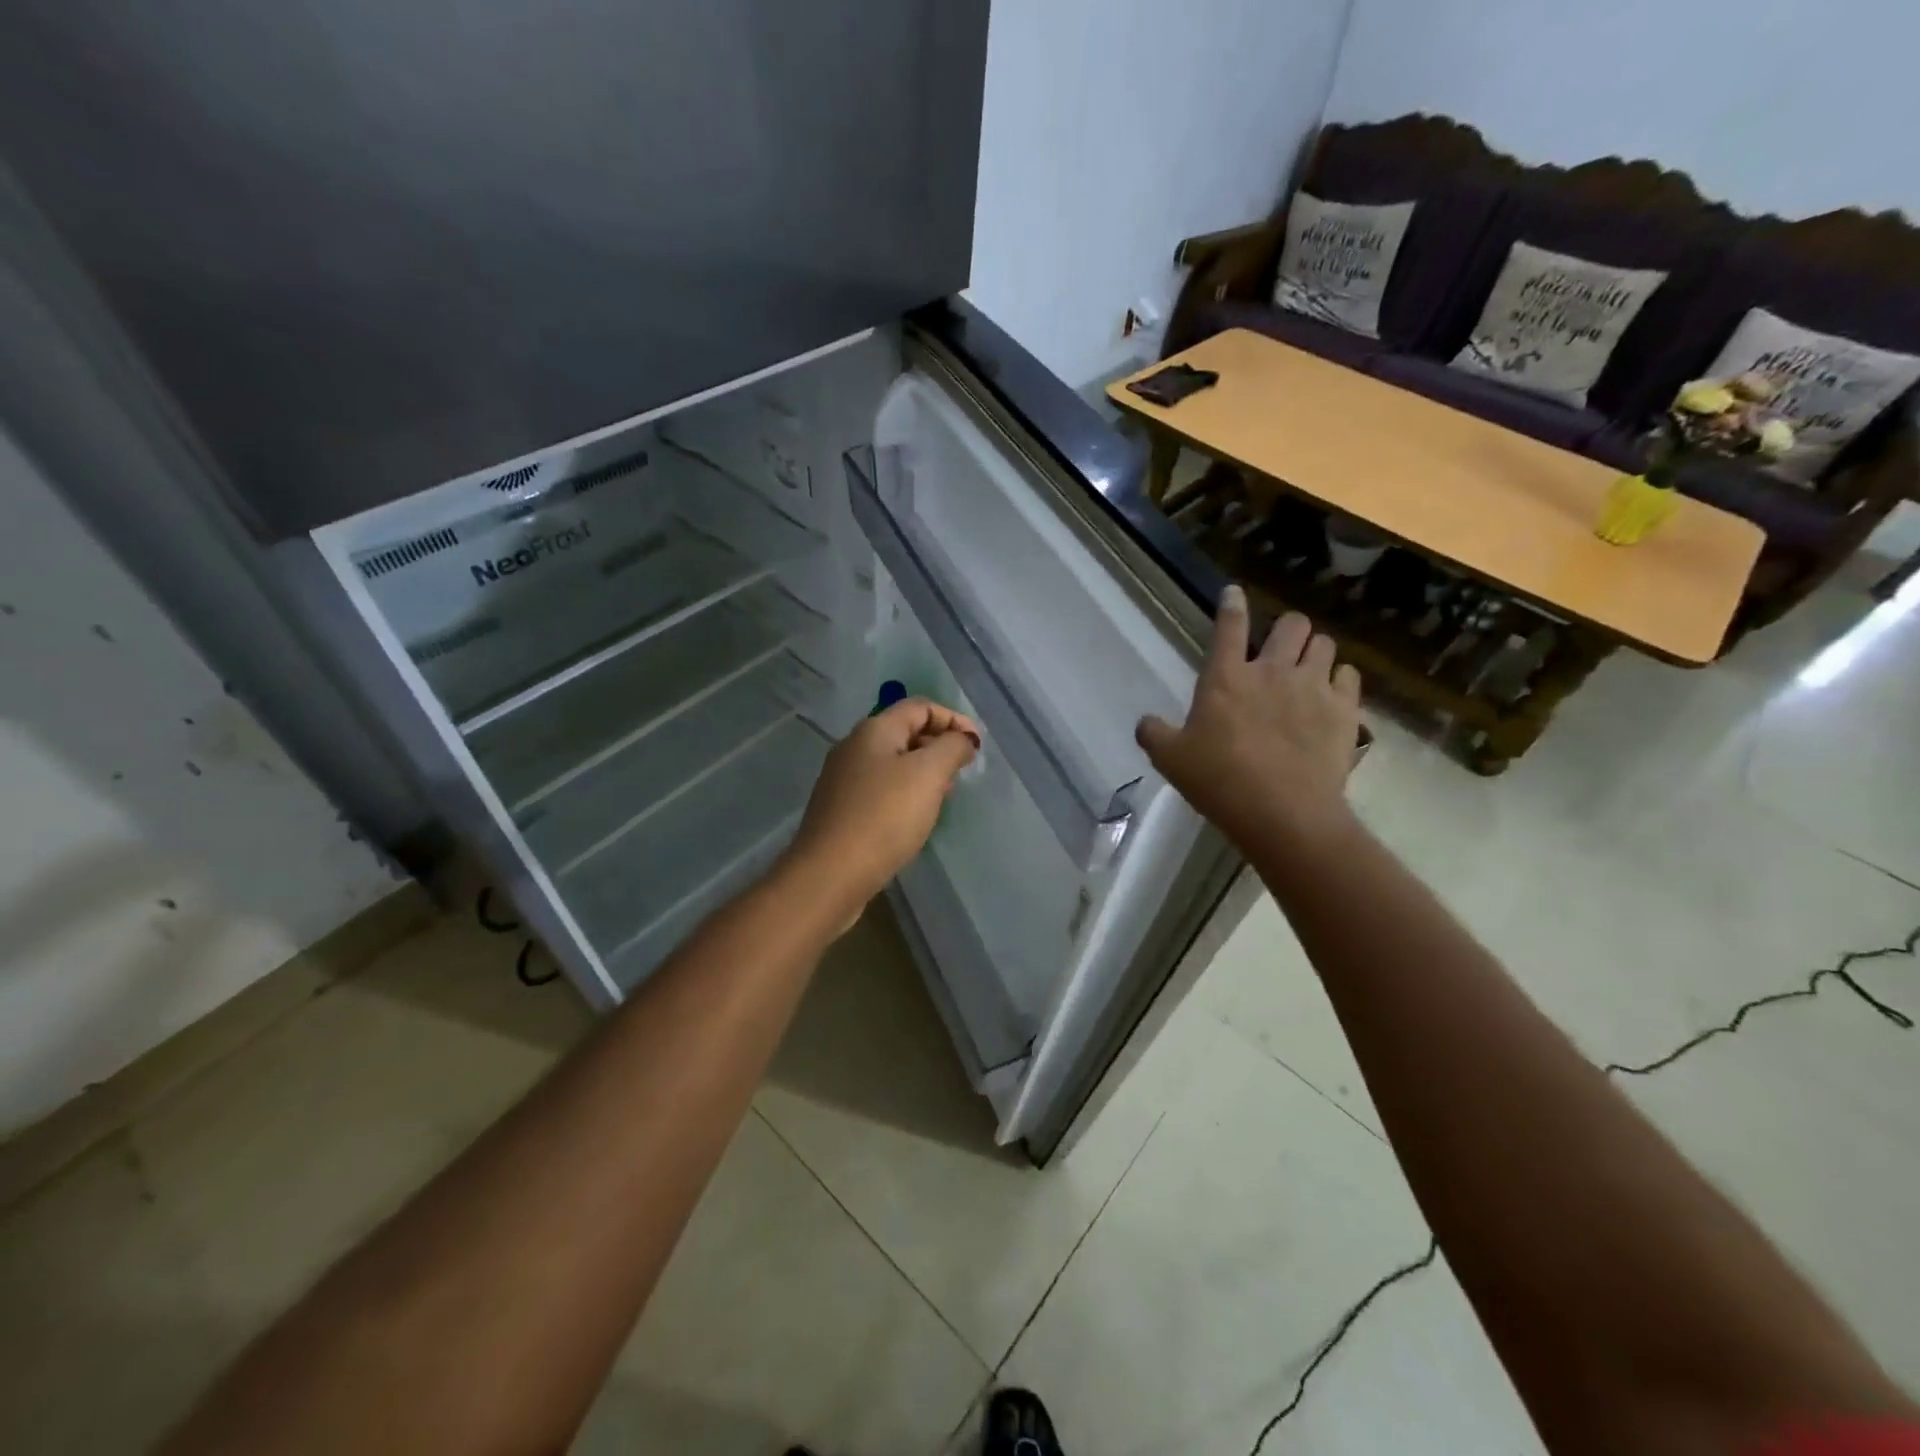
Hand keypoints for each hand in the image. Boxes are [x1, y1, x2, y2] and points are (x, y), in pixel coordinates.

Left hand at [782, 698, 980, 922]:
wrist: (830, 874)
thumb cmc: (884, 816)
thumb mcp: (928, 774)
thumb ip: (952, 747)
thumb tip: (962, 740)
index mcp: (874, 730)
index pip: (920, 707)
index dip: (953, 719)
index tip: (977, 747)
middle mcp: (854, 747)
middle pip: (905, 732)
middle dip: (939, 745)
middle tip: (963, 771)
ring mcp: (844, 779)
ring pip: (894, 763)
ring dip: (924, 772)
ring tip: (944, 795)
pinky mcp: (841, 810)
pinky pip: (881, 790)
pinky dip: (905, 794)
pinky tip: (915, 817)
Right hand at [1136, 588, 1360, 851]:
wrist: (1284, 814)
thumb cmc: (1220, 781)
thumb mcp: (1171, 760)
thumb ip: (1154, 734)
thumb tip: (1145, 722)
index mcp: (1226, 677)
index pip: (1229, 626)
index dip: (1231, 604)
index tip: (1234, 593)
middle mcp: (1272, 670)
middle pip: (1291, 624)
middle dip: (1286, 629)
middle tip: (1280, 649)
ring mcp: (1313, 687)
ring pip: (1325, 644)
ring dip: (1314, 650)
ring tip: (1308, 669)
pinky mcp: (1344, 709)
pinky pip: (1349, 676)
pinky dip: (1340, 679)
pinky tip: (1332, 695)